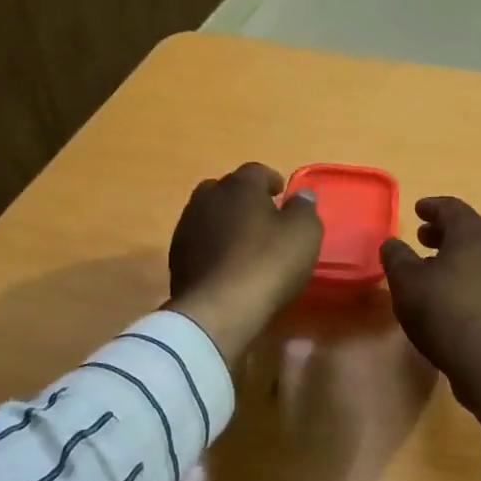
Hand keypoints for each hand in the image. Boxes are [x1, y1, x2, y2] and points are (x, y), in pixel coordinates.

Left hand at [167, 163, 322, 361]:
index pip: (256, 171)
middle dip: (243, 199)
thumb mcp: (304, 232)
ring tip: (243, 242)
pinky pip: (199, 243)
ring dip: (225, 223)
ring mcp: (186, 228)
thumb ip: (304, 208)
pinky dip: (212, 247)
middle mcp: (207, 198)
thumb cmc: (268, 262)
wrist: (218, 308)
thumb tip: (302, 194)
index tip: (282, 194)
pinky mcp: (175, 258)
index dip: (271, 180)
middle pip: (226, 189)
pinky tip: (226, 265)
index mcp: (239, 186)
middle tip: (263, 217)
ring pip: (208, 215)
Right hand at [380, 197, 480, 427]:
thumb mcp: (407, 283)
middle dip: (444, 231)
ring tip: (432, 267)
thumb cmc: (445, 311)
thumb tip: (392, 243)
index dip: (432, 207)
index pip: (452, 208)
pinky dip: (467, 275)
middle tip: (422, 237)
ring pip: (480, 254)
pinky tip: (450, 294)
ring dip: (456, 255)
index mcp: (473, 232)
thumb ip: (396, 257)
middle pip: (470, 229)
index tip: (418, 210)